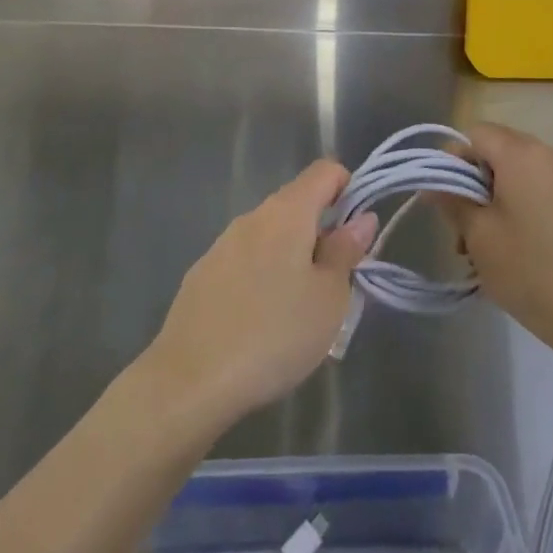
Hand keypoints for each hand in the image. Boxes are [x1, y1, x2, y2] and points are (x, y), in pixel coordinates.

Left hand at [141, 161, 377, 431]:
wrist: (190, 381)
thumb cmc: (274, 335)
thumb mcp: (328, 299)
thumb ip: (346, 252)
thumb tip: (362, 218)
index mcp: (287, 212)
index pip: (324, 171)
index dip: (348, 190)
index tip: (356, 234)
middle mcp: (252, 216)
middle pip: (297, 204)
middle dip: (321, 233)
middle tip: (334, 285)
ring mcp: (222, 244)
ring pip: (270, 236)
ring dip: (291, 258)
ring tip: (299, 312)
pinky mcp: (202, 274)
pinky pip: (245, 261)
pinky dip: (262, 277)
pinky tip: (261, 323)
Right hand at [441, 123, 552, 370]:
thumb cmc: (532, 269)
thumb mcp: (480, 236)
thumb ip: (452, 201)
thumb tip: (434, 184)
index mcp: (521, 153)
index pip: (474, 134)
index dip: (452, 160)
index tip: (444, 200)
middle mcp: (548, 155)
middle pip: (496, 152)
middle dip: (471, 185)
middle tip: (461, 231)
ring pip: (515, 176)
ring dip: (493, 202)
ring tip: (483, 251)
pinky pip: (537, 192)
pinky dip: (517, 211)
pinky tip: (513, 252)